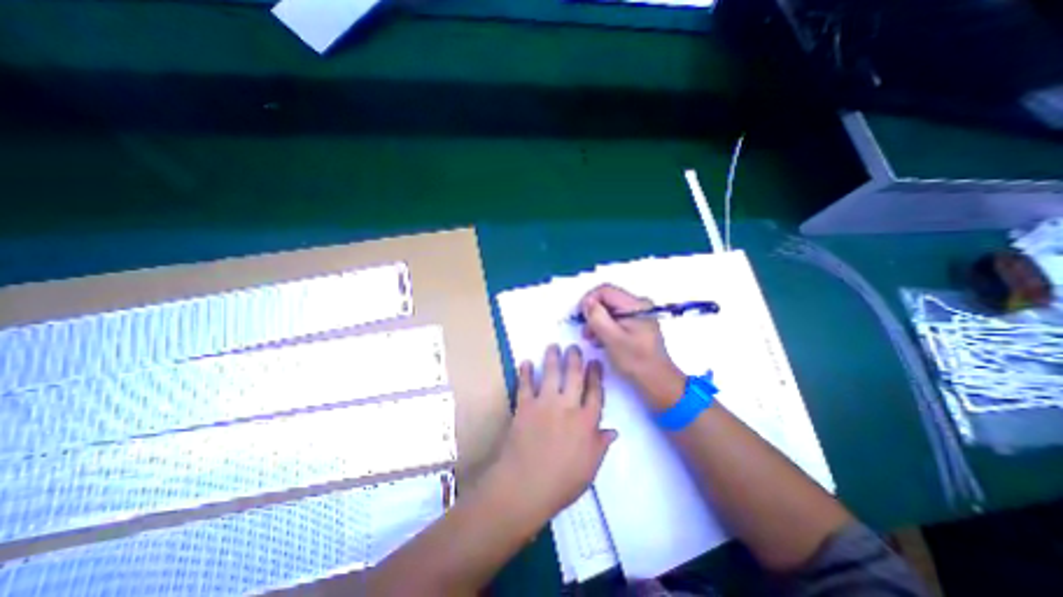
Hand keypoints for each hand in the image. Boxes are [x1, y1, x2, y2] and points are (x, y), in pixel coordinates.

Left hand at [487, 346, 618, 521]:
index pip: (595, 392)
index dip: (596, 375)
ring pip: (550, 373)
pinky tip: (525, 362)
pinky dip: (525, 372)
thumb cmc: (561, 483)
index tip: (595, 363)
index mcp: (586, 422)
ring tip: (553, 346)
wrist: (525, 486)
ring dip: (552, 357)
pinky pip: (525, 384)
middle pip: (574, 376)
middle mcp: (567, 407)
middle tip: (574, 346)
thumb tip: (613, 431)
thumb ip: (600, 446)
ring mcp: (544, 404)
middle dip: (575, 358)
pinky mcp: (524, 406)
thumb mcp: (589, 469)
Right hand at [579, 284, 683, 408]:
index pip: (605, 290)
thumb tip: (586, 302)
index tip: (579, 316)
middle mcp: (638, 305)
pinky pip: (616, 319)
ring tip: (591, 339)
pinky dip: (605, 327)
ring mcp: (638, 315)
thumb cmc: (636, 360)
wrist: (658, 381)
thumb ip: (597, 317)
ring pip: (610, 310)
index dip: (589, 300)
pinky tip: (601, 341)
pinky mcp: (637, 325)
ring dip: (597, 322)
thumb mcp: (613, 339)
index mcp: (636, 305)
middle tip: (585, 332)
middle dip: (593, 313)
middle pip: (607, 299)